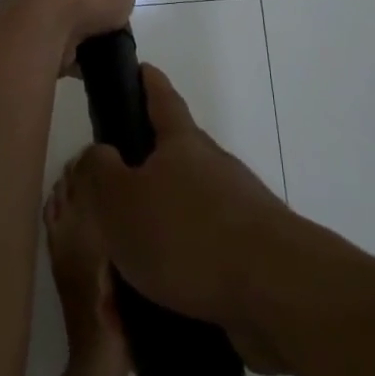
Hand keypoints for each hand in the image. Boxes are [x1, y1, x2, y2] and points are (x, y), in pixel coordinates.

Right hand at [63, 64, 298, 371]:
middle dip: (140, 178)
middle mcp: (213, 169)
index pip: (162, 100)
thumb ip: (98, 172)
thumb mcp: (120, 200)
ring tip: (118, 275)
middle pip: (172, 162)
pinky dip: (172, 274)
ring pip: (182, 216)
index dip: (148, 83)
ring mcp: (237, 213)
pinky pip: (198, 258)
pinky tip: (149, 307)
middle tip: (105, 202)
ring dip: (153, 237)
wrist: (276, 291)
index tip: (140, 68)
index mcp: (182, 144)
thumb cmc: (187, 234)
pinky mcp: (249, 257)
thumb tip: (100, 153)